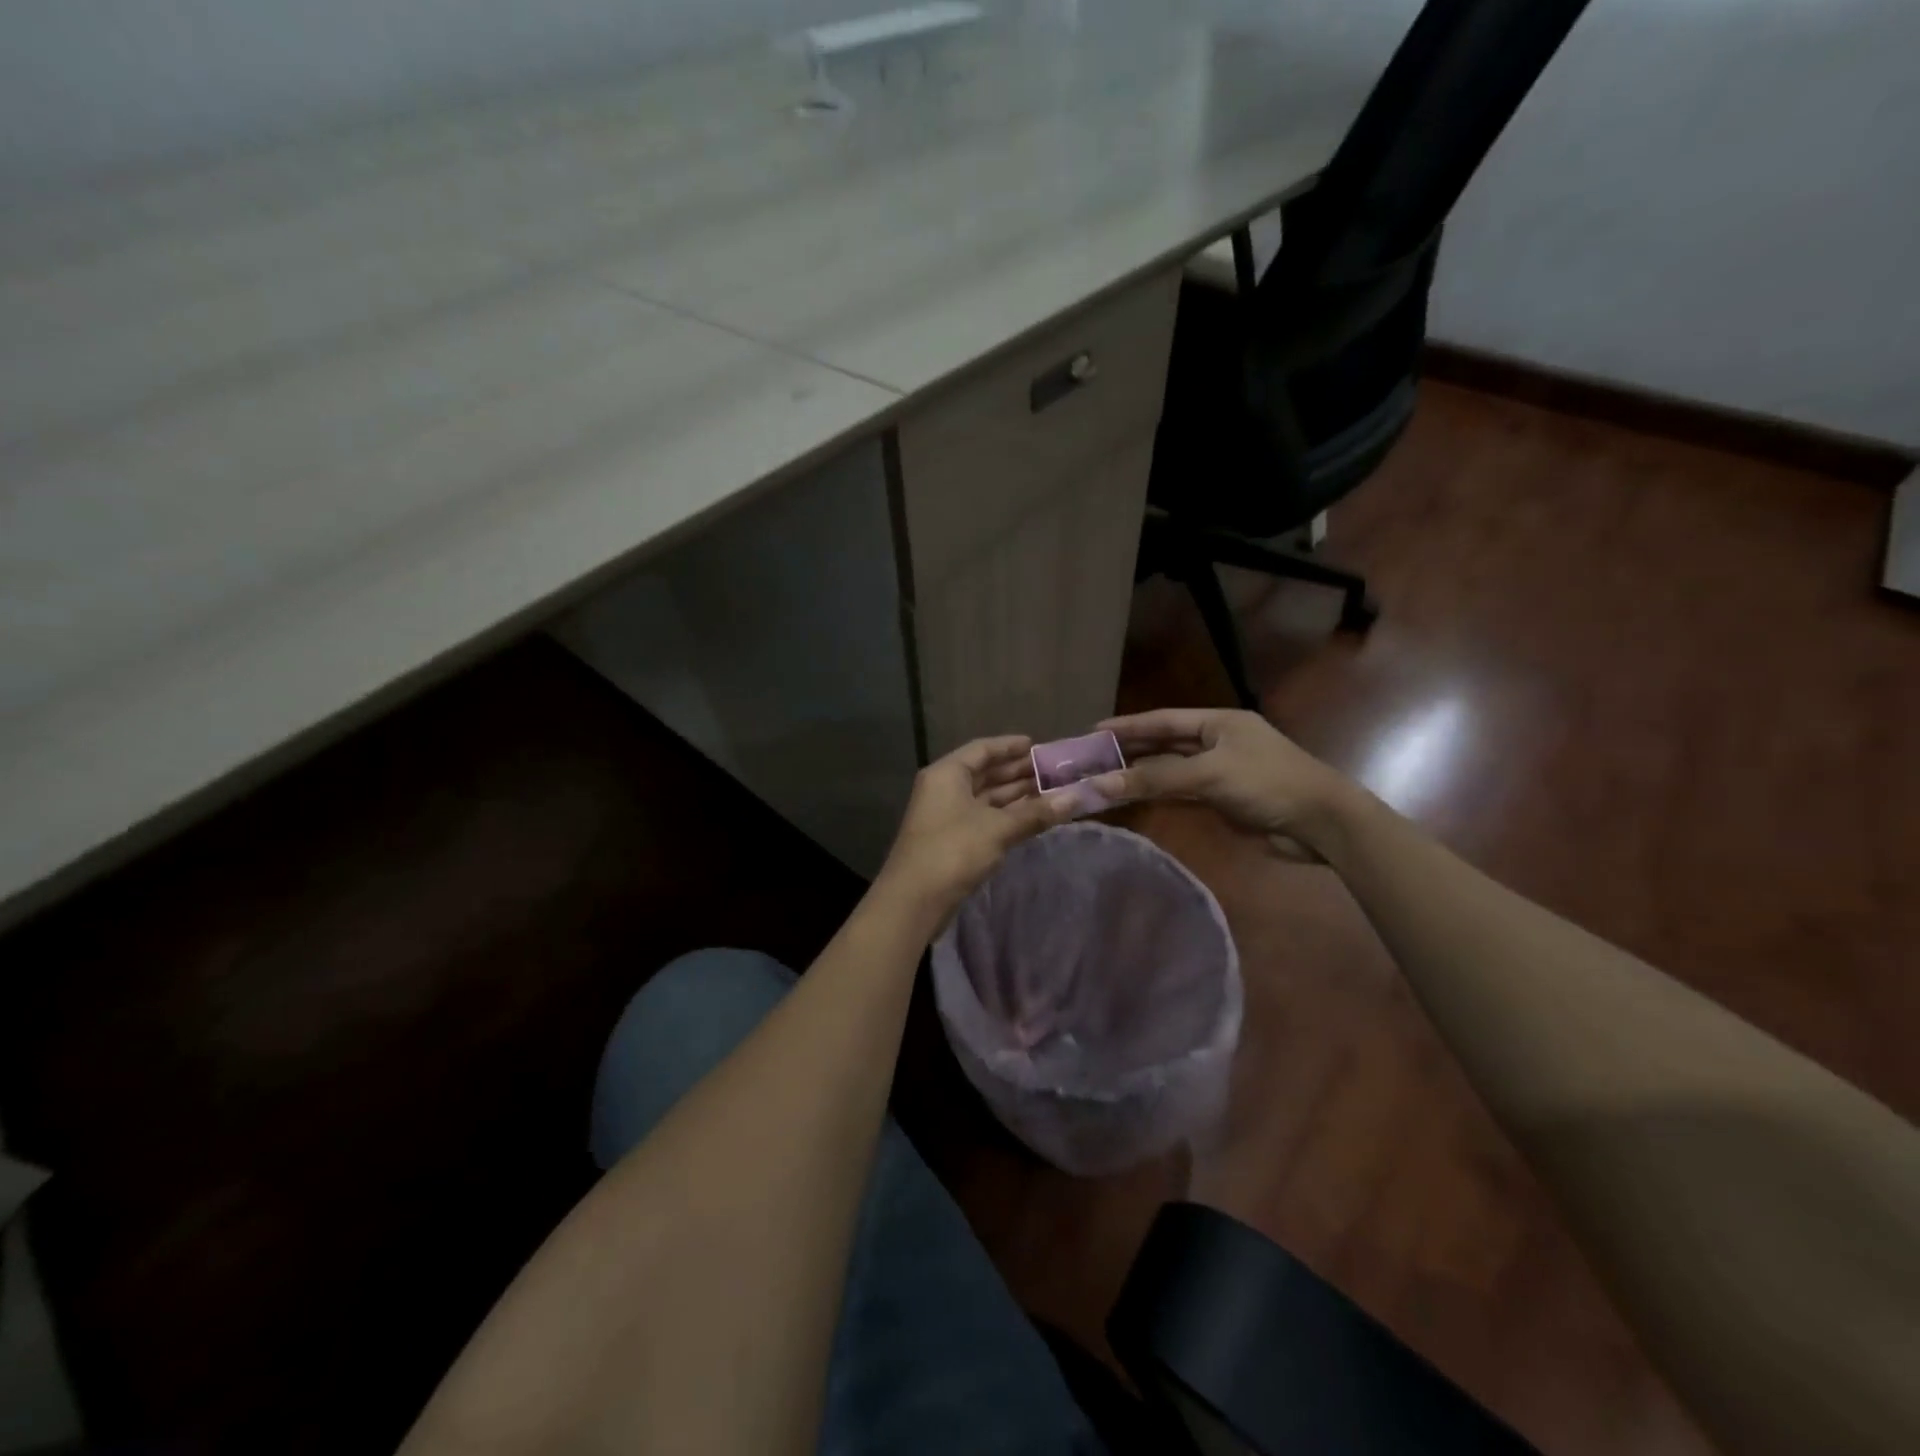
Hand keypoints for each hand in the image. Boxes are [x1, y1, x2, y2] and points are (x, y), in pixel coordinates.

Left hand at [876, 736, 1074, 921]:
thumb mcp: (998, 828)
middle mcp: (945, 788)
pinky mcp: (952, 839)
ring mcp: (947, 815)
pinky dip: (1007, 815)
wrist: (915, 900)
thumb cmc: (954, 850)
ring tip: (1051, 792)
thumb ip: (1036, 812)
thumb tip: (1076, 798)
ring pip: (986, 797)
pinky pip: (984, 817)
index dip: (1010, 746)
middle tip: (1054, 771)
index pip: (982, 749)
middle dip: (1018, 772)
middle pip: (985, 772)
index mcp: (948, 773)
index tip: (1038, 745)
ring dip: (1016, 795)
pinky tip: (1033, 817)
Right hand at [1092, 708, 1356, 860]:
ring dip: (1141, 774)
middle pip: (1165, 743)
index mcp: (1218, 722)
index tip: (1093, 730)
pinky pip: (1183, 793)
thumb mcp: (1209, 774)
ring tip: (1103, 777)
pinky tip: (1135, 797)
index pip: (1163, 720)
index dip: (1128, 725)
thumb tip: (1102, 784)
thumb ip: (1156, 778)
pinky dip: (1159, 794)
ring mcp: (1221, 772)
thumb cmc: (1268, 783)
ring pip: (1171, 770)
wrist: (1321, 824)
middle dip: (1130, 750)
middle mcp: (1217, 742)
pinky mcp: (1224, 800)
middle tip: (1091, 757)